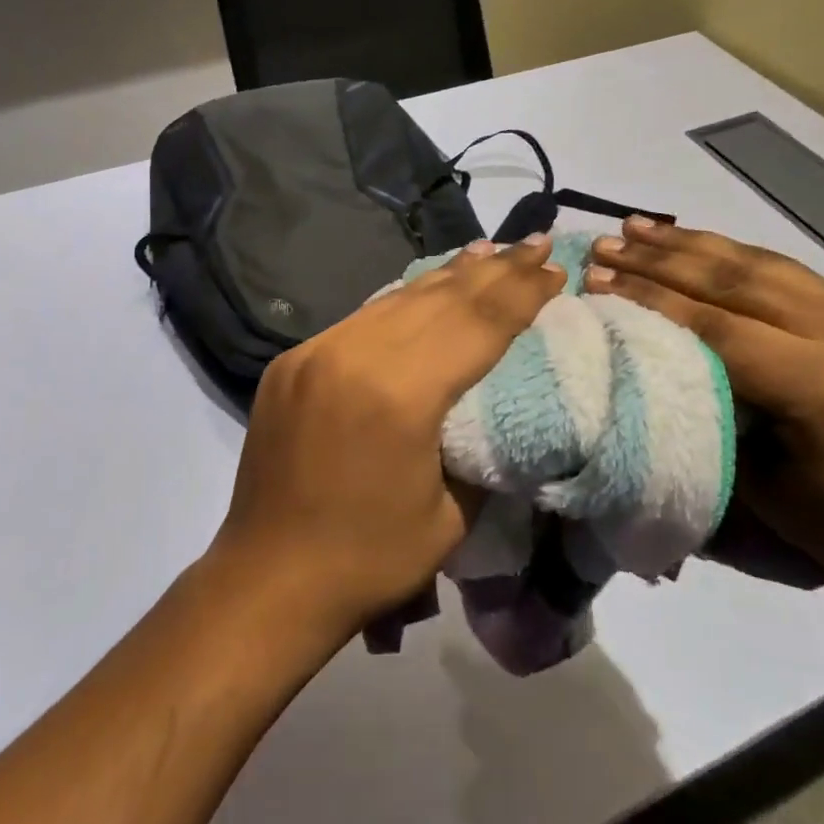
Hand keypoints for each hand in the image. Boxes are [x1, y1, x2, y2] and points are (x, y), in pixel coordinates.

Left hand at [212, 235, 566, 645]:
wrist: (267, 580)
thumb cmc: (369, 559)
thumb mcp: (453, 515)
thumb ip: (483, 444)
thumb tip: (502, 399)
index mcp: (400, 394)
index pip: (477, 324)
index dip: (522, 293)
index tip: (555, 268)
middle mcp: (355, 354)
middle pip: (441, 298)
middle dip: (496, 270)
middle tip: (535, 242)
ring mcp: (317, 350)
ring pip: (399, 297)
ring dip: (450, 274)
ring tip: (491, 250)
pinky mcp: (294, 358)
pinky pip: (363, 316)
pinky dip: (404, 298)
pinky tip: (426, 287)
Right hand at [583, 219, 823, 583]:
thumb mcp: (753, 476)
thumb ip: (704, 399)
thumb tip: (643, 348)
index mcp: (821, 387)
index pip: (718, 325)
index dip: (651, 299)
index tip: (596, 280)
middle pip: (734, 281)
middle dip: (659, 261)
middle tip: (603, 245)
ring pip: (756, 263)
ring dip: (688, 244)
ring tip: (634, 228)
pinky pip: (780, 268)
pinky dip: (727, 250)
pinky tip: (689, 240)